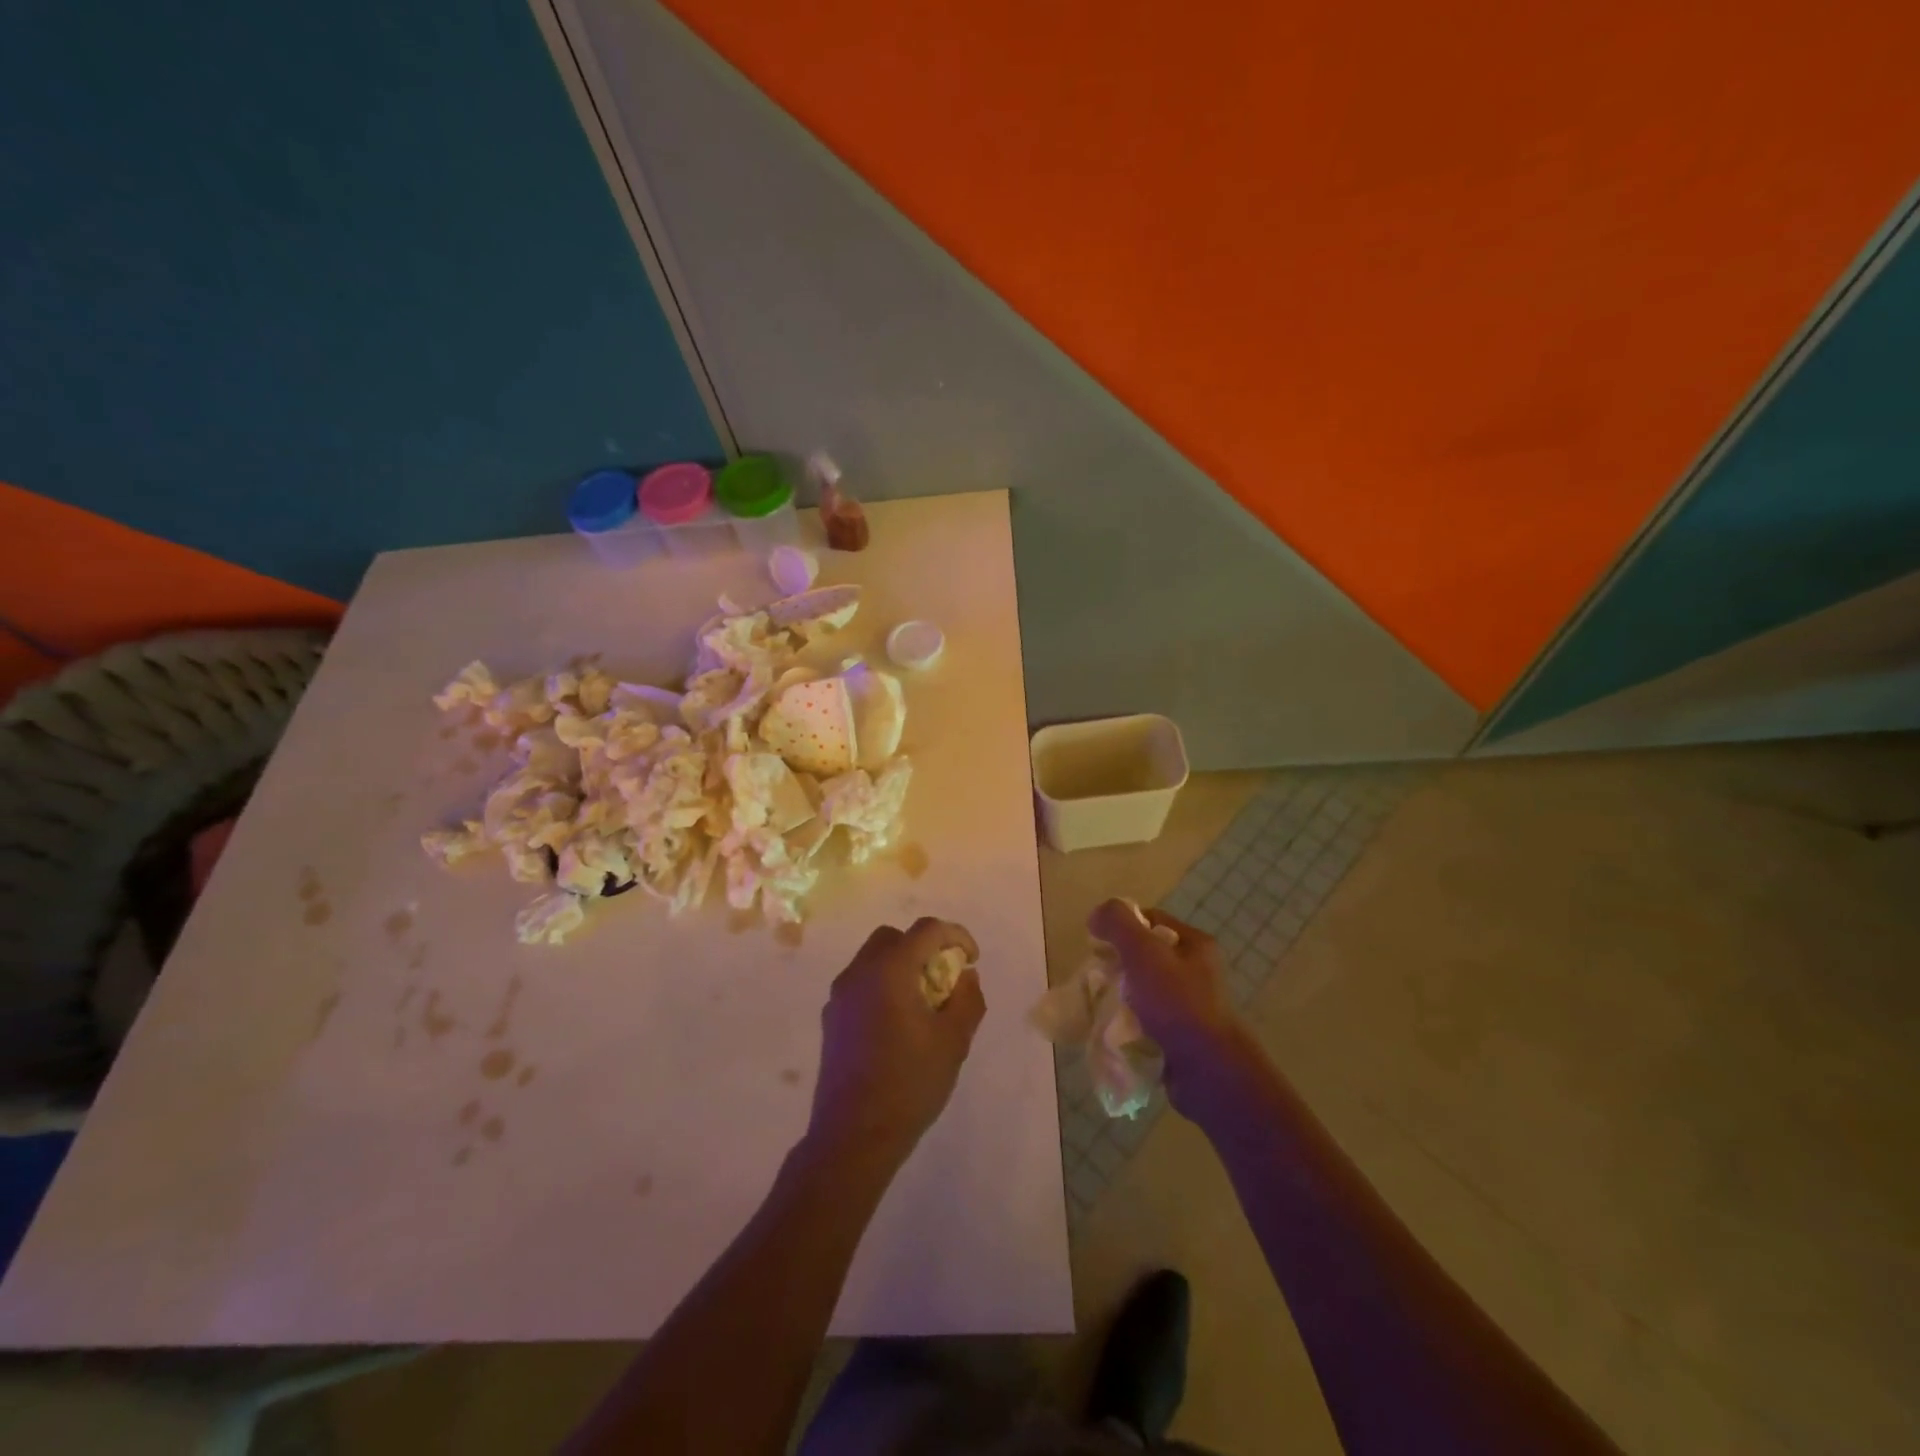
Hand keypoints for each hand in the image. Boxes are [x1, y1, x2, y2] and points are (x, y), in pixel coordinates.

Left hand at [807, 917, 985, 1172]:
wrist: (853, 1136)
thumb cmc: (909, 1084)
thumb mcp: (953, 1042)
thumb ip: (967, 999)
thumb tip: (965, 976)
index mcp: (890, 970)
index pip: (926, 930)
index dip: (956, 936)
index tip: (972, 961)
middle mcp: (859, 972)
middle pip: (894, 937)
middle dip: (924, 947)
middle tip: (945, 977)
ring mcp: (840, 995)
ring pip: (874, 959)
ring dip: (902, 966)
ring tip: (924, 1002)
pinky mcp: (831, 1018)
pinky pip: (861, 983)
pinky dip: (883, 985)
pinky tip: (898, 1024)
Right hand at [1087, 899, 1251, 1111]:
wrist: (1208, 1072)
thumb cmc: (1177, 1003)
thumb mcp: (1144, 952)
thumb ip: (1118, 924)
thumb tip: (1097, 915)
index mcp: (1195, 945)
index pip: (1150, 920)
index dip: (1121, 926)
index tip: (1098, 945)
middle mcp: (1196, 971)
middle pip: (1145, 955)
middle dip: (1117, 965)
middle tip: (1097, 978)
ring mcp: (1190, 1006)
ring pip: (1143, 989)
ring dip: (1120, 997)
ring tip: (1101, 1007)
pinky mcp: (1181, 1036)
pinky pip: (1146, 1020)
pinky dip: (1129, 1023)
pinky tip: (1115, 1031)